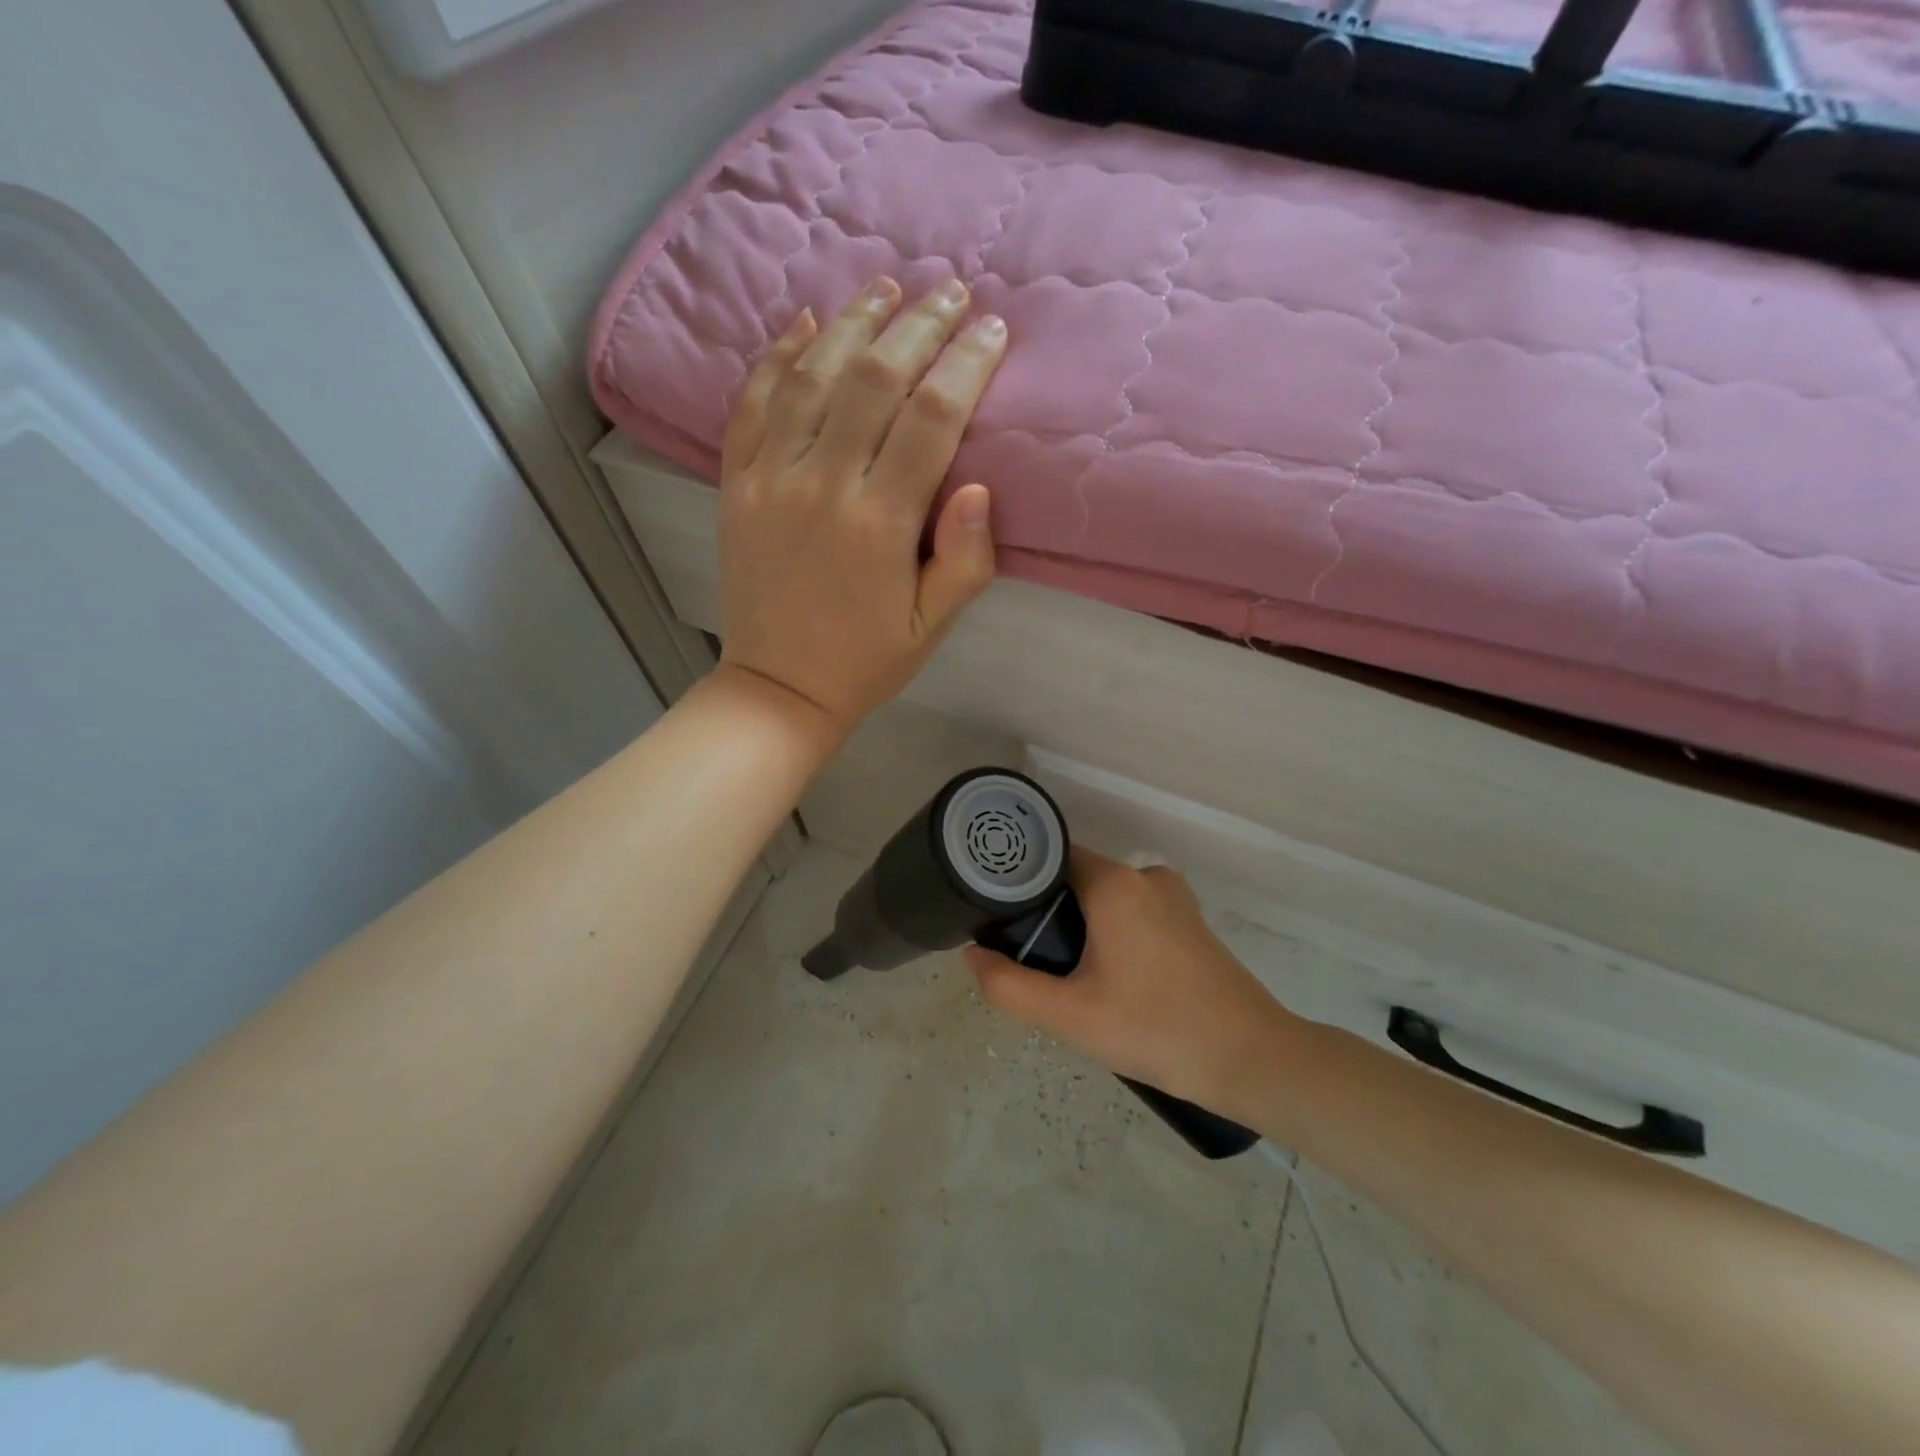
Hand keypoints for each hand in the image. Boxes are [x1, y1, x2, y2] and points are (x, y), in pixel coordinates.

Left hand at [716, 276, 1007, 737]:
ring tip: (887, 286)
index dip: (967, 364)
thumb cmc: (866, 661)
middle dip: (920, 324)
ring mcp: (769, 478)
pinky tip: (804, 321)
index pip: (932, 417)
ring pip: (812, 374)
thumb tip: (977, 483)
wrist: (778, 688)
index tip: (994, 329)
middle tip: (952, 291)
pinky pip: (753, 401)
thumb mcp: (932, 627)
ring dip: (853, 321)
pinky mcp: (735, 483)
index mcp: (879, 523)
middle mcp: (822, 484)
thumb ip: (964, 559)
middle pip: (875, 377)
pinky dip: (777, 355)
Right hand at [964, 849, 1293, 1114]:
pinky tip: (1111, 981)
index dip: (1020, 881)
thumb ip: (1009, 984)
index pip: (1051, 857)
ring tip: (1069, 977)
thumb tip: (972, 955)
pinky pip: (1135, 914)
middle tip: (1032, 959)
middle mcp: (1146, 876)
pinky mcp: (1192, 922)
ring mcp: (1175, 898)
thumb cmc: (1155, 1029)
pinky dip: (1114, 935)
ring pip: (1108, 900)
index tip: (998, 914)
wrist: (1251, 1060)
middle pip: (1078, 878)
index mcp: (1115, 884)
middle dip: (1050, 913)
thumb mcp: (1069, 1015)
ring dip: (1083, 928)